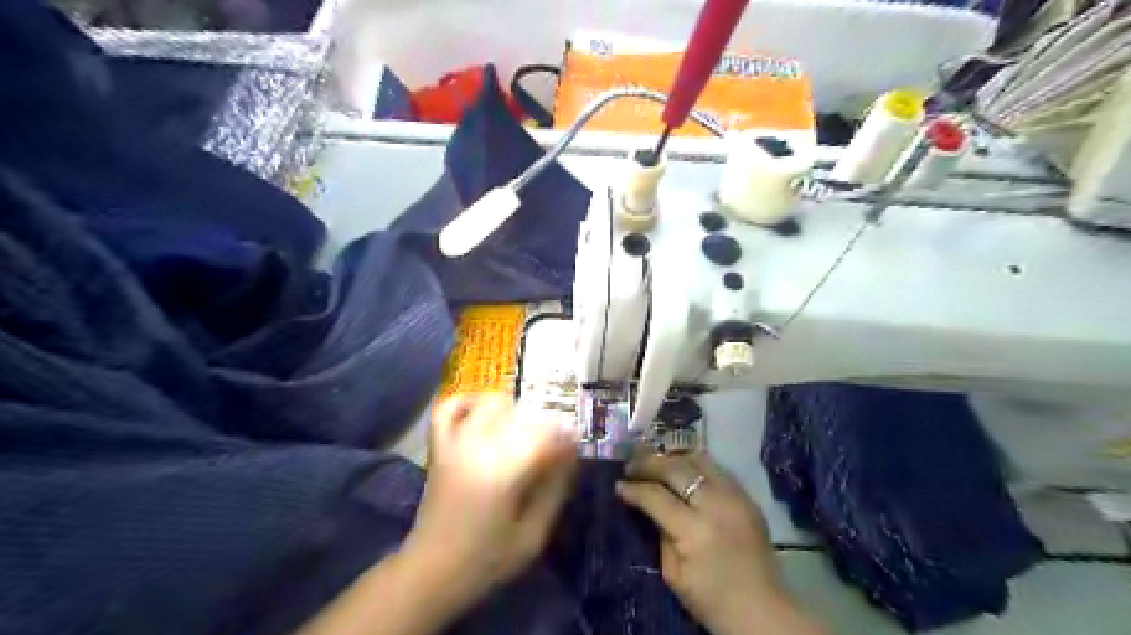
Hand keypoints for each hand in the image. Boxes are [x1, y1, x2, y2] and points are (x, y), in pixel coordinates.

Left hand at [405, 392, 574, 603]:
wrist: (431, 572)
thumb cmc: (487, 559)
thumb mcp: (533, 536)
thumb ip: (554, 491)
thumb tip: (570, 456)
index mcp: (504, 472)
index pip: (544, 436)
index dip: (565, 437)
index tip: (575, 444)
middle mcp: (479, 448)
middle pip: (521, 414)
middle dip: (544, 423)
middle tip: (554, 442)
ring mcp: (455, 443)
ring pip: (490, 404)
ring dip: (513, 409)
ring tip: (524, 428)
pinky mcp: (439, 447)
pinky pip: (448, 408)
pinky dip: (467, 402)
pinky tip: (484, 410)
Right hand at [617, 453, 822, 633]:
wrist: (763, 611)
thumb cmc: (712, 600)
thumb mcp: (673, 575)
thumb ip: (660, 534)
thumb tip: (649, 506)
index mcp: (695, 530)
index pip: (656, 496)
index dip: (633, 489)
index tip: (618, 485)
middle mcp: (716, 505)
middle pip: (676, 468)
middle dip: (649, 463)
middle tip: (631, 466)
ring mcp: (736, 497)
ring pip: (699, 460)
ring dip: (673, 459)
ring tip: (656, 463)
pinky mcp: (748, 498)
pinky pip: (718, 470)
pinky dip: (696, 466)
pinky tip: (684, 472)